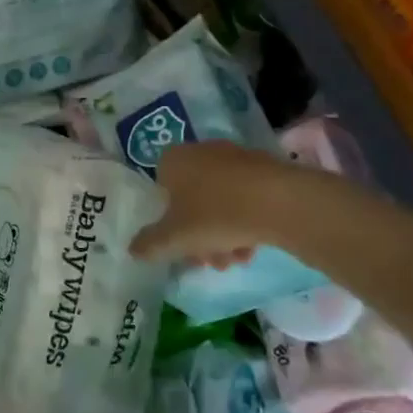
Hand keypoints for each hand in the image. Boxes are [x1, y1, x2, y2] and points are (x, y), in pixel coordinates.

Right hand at [130, 140, 310, 267]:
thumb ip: (150, 244)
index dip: (167, 220)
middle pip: (191, 199)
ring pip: (219, 201)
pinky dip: (244, 220)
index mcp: (173, 160)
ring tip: (237, 259)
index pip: (159, 188)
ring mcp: (234, 158)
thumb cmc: (215, 215)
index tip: (180, 244)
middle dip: (199, 234)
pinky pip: (244, 197)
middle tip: (210, 260)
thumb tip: (133, 250)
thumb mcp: (174, 238)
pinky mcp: (264, 168)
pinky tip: (254, 246)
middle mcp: (200, 151)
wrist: (279, 202)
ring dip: (223, 233)